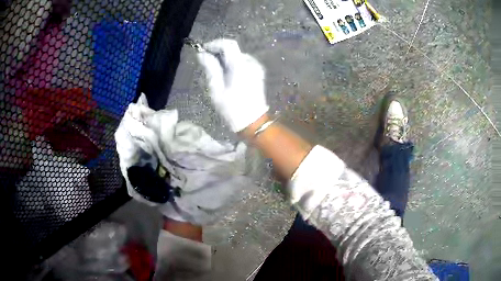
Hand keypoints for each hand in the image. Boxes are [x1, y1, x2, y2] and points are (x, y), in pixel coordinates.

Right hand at [197, 39, 268, 132]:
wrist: (253, 121)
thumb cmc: (232, 108)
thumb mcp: (216, 89)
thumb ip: (210, 68)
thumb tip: (202, 54)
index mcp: (240, 66)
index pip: (228, 44)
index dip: (215, 43)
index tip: (204, 50)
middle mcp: (250, 63)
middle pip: (233, 49)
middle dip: (218, 52)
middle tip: (206, 63)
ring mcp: (256, 68)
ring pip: (237, 56)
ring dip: (225, 59)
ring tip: (216, 73)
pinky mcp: (258, 73)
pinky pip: (243, 62)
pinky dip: (233, 64)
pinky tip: (228, 76)